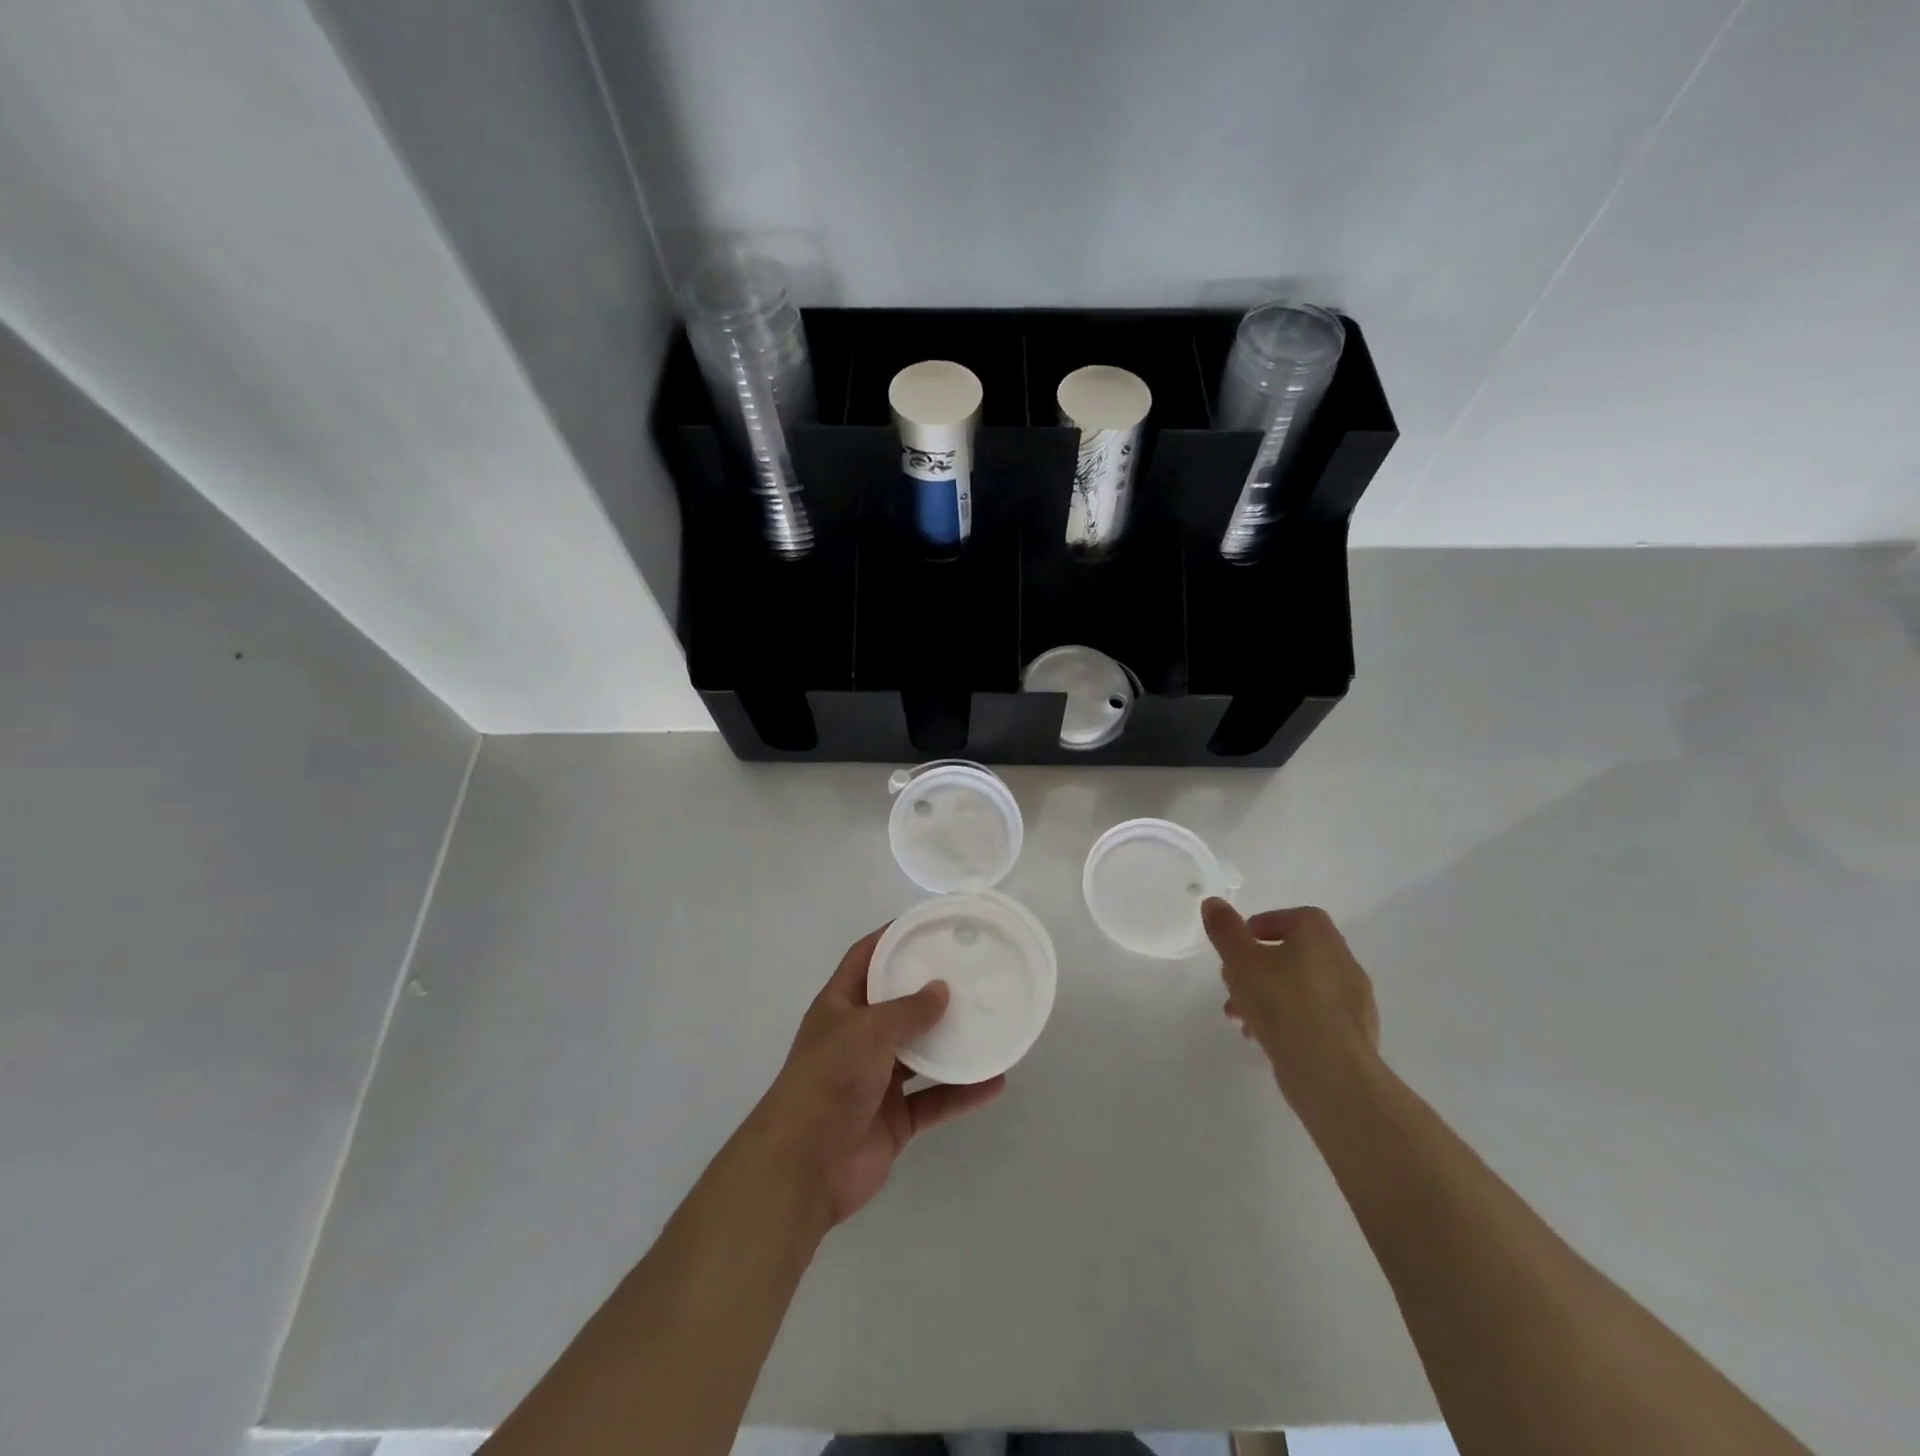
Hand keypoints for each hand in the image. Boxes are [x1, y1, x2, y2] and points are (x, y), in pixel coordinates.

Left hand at [745, 926, 1006, 1229]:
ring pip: (920, 1053)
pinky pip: (934, 1098)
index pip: (865, 958)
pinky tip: (994, 1080)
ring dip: (951, 1041)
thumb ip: (908, 1010)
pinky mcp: (894, 1118)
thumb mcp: (868, 1031)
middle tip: (970, 971)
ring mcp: (876, 1080)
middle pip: (897, 1004)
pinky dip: (962, 1091)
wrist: (804, 1167)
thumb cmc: (829, 1080)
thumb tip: (941, 988)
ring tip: (989, 1021)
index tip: (928, 924)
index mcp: (840, 1007)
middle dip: (929, 990)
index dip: (891, 938)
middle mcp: (857, 1038)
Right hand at [1202, 899, 1381, 1108]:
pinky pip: (1315, 1017)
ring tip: (1240, 1018)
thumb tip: (1213, 902)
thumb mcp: (1240, 961)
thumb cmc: (1282, 1004)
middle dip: (1259, 967)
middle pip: (1295, 953)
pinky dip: (1290, 1020)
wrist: (1331, 1073)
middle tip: (1233, 984)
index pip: (1295, 917)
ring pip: (1302, 987)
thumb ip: (1225, 930)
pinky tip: (1266, 1039)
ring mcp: (1354, 1001)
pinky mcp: (1354, 1035)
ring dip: (1269, 995)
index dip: (1263, 926)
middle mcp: (1343, 961)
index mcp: (1320, 936)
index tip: (1239, 946)